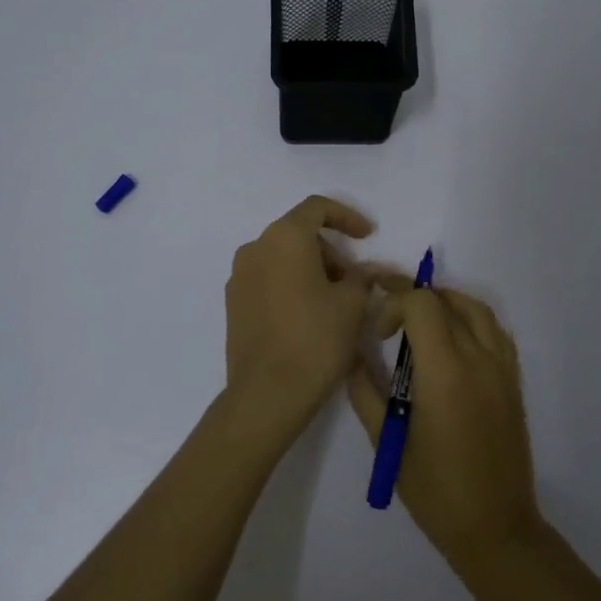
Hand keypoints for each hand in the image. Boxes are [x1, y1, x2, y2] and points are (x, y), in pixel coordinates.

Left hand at [223, 196, 380, 444]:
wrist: (268, 393)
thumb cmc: (316, 339)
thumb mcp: (352, 304)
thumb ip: (362, 277)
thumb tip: (366, 270)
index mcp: (284, 237)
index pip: (317, 207)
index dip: (346, 217)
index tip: (367, 236)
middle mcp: (255, 248)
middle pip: (298, 233)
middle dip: (329, 250)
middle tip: (353, 281)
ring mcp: (239, 277)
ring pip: (282, 257)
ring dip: (310, 269)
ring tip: (334, 302)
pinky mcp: (233, 304)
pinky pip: (267, 280)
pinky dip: (290, 285)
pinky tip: (308, 316)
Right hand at [348, 286, 542, 569]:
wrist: (495, 527)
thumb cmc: (434, 489)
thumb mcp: (388, 441)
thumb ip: (366, 392)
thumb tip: (353, 357)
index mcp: (445, 370)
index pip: (421, 304)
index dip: (394, 303)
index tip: (378, 334)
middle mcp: (478, 358)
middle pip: (446, 301)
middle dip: (413, 299)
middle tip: (389, 319)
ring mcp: (502, 368)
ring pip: (476, 308)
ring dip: (445, 302)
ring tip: (420, 320)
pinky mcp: (513, 381)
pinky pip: (495, 331)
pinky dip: (471, 320)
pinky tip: (453, 340)